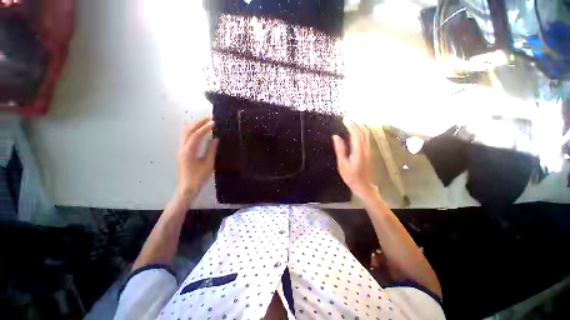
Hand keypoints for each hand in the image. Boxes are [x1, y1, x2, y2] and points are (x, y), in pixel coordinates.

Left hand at [175, 115, 218, 201]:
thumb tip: (215, 139)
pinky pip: (185, 136)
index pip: (197, 135)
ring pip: (185, 132)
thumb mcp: (208, 164)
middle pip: (188, 130)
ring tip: (205, 120)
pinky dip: (192, 130)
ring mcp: (180, 149)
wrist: (186, 187)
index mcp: (189, 151)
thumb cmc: (199, 177)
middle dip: (199, 122)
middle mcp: (182, 147)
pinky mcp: (182, 151)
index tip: (214, 122)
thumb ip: (211, 150)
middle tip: (209, 117)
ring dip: (195, 125)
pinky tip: (199, 130)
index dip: (205, 127)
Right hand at [332, 119, 376, 199]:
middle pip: (364, 132)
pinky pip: (366, 138)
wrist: (364, 186)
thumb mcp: (342, 164)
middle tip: (348, 119)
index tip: (345, 120)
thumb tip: (336, 137)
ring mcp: (369, 151)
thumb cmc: (351, 177)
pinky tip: (356, 132)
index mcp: (358, 151)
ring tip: (352, 122)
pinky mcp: (369, 153)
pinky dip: (362, 132)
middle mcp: (366, 149)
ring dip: (360, 126)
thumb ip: (340, 149)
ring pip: (367, 134)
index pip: (356, 134)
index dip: (350, 126)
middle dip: (356, 123)